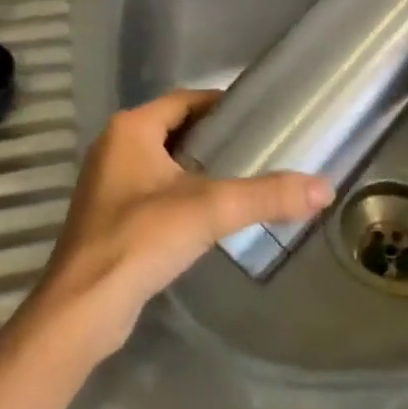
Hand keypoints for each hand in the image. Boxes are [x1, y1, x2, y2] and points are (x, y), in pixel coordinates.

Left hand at [29, 90, 328, 361]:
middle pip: (174, 127)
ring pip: (163, 159)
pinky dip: (181, 190)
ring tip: (242, 176)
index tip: (259, 115)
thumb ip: (267, 196)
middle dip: (214, 135)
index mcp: (130, 129)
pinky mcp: (108, 215)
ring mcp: (107, 182)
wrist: (83, 308)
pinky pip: (152, 187)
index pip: (185, 99)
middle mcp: (113, 146)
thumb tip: (324, 187)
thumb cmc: (140, 240)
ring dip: (197, 164)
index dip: (222, 104)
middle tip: (258, 146)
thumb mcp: (210, 210)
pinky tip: (208, 212)